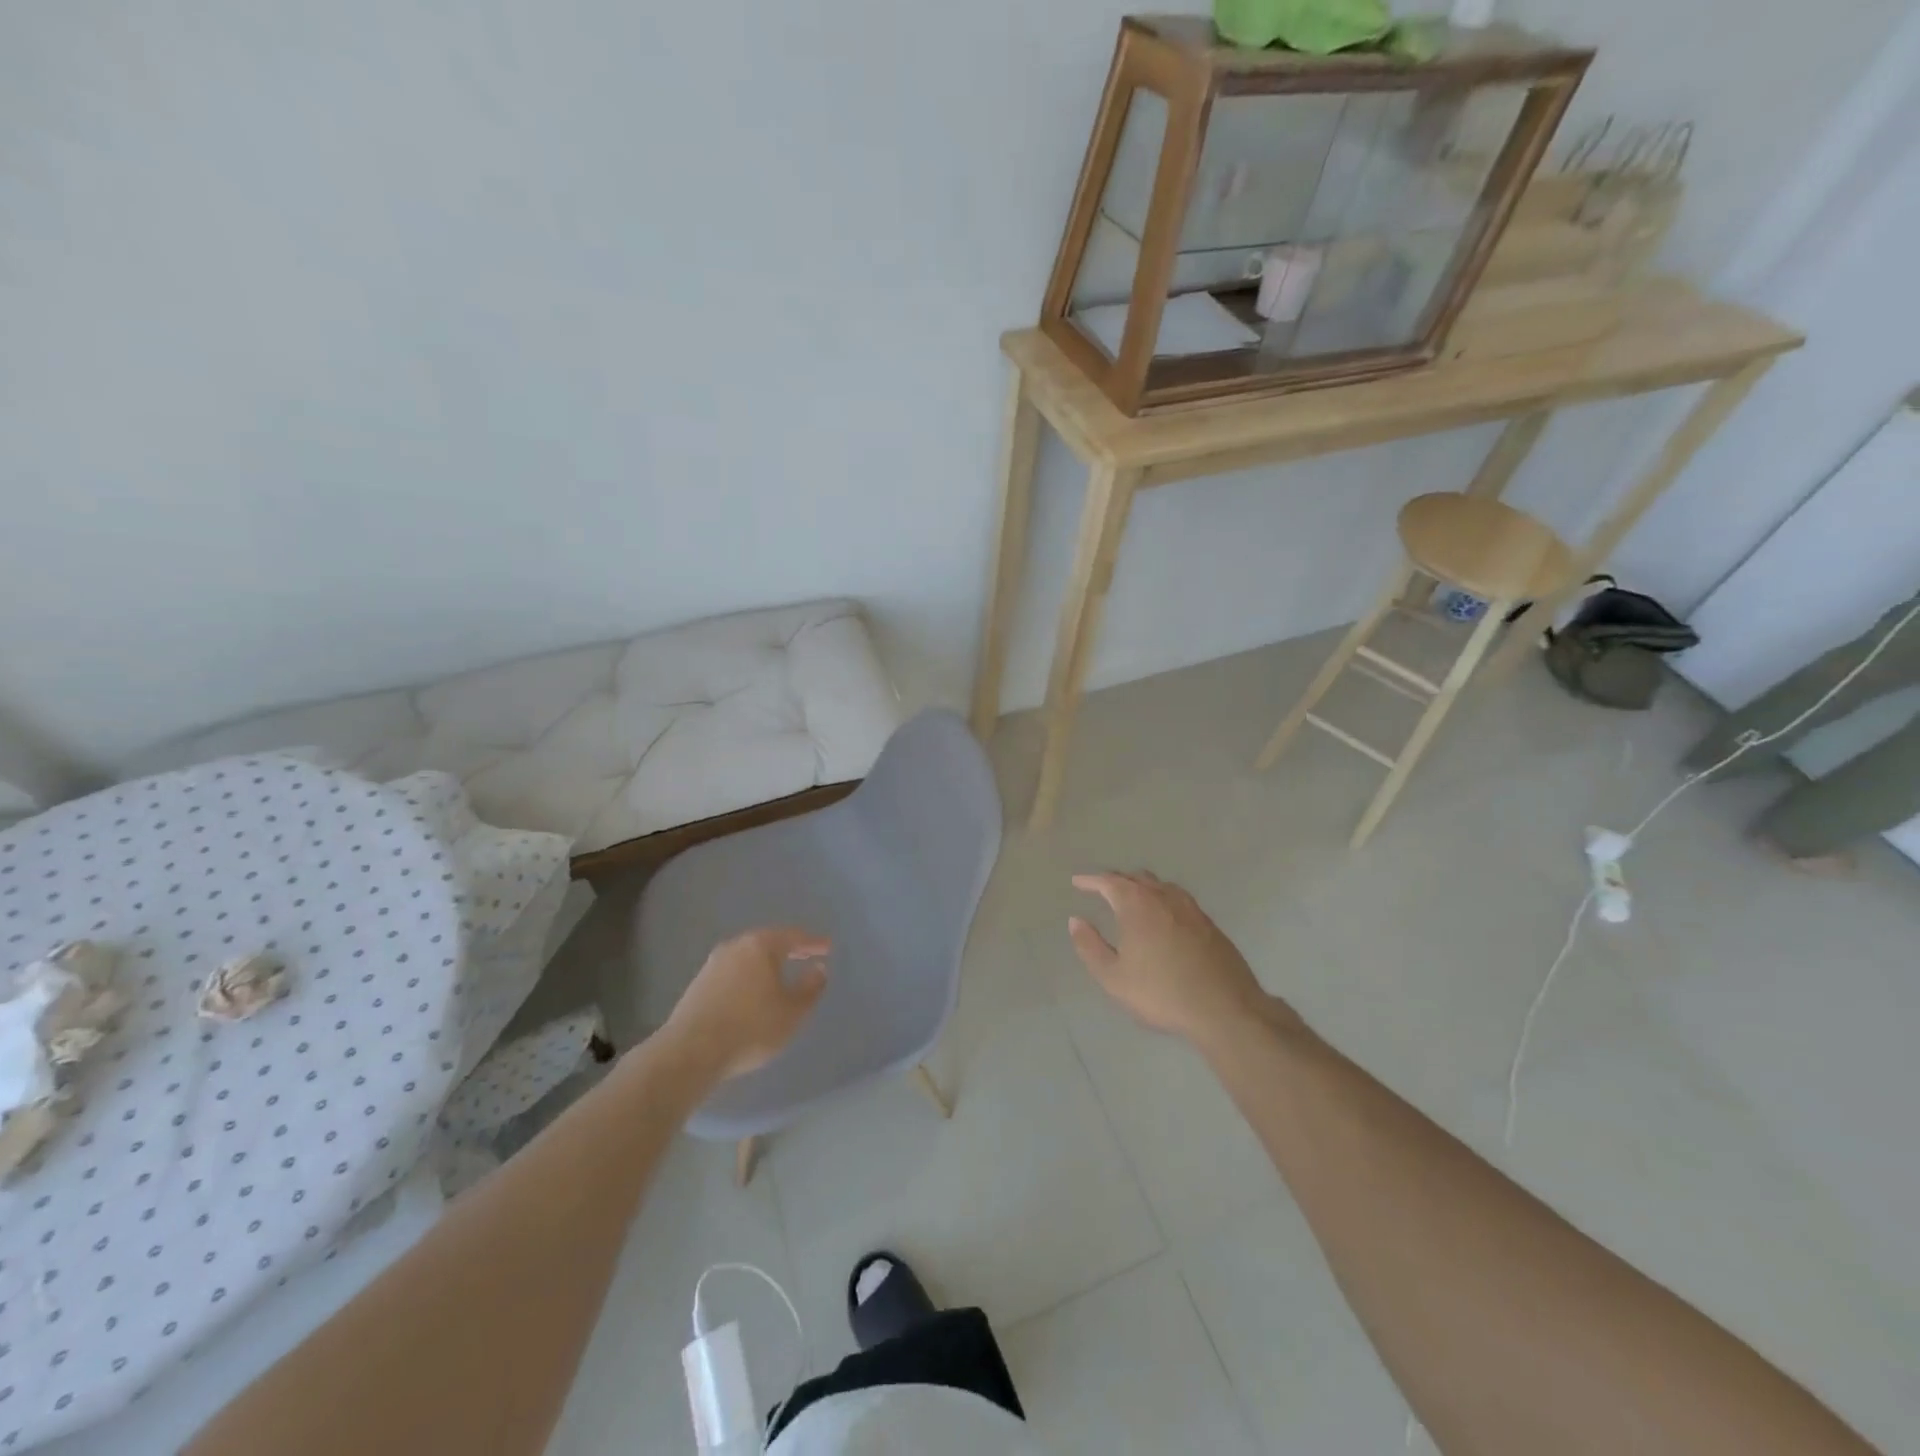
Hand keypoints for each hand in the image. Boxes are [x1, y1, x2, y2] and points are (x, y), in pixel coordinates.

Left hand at [663, 927, 830, 1081]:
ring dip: (766, 963)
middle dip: (789, 949)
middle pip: (768, 942)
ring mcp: (713, 964)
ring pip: (747, 957)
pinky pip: (733, 972)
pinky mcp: (698, 984)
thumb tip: (818, 970)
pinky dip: (748, 976)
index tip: (828, 947)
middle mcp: (736, 947)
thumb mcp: (792, 1012)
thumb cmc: (751, 1027)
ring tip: (780, 974)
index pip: (793, 937)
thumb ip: (810, 988)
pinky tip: (752, 992)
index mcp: (761, 946)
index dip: (813, 942)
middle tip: (806, 954)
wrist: (691, 1052)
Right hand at [1069, 872, 1289, 1046]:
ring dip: (1142, 886)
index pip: (1109, 882)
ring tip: (1132, 897)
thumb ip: (1090, 946)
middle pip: (1136, 878)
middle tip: (1102, 888)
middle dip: (1116, 880)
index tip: (1078, 882)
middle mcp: (1164, 897)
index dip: (1091, 880)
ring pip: (1161, 885)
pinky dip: (1163, 898)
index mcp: (1137, 904)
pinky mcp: (1209, 924)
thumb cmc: (1161, 992)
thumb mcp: (1113, 977)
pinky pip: (1179, 899)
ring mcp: (1191, 908)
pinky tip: (1163, 916)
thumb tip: (1076, 921)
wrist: (1224, 1008)